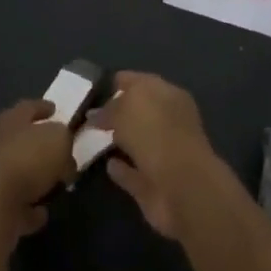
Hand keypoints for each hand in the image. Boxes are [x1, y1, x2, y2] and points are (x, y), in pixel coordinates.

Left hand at [0, 99, 77, 245]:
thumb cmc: (28, 160)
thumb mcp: (59, 139)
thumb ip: (64, 140)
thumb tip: (64, 153)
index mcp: (12, 121)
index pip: (29, 107)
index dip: (43, 107)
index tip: (55, 109)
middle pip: (20, 140)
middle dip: (38, 145)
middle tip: (59, 150)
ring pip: (17, 174)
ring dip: (33, 179)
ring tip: (55, 184)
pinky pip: (15, 207)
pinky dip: (28, 210)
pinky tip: (42, 213)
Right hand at [95, 73, 223, 239]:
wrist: (181, 190)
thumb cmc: (156, 135)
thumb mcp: (127, 109)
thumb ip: (110, 108)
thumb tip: (96, 114)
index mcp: (167, 94)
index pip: (138, 81)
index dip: (116, 83)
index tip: (93, 89)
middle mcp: (168, 121)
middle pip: (138, 112)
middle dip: (117, 112)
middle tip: (88, 114)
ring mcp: (163, 153)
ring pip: (137, 142)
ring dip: (119, 140)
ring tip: (93, 138)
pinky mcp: (155, 184)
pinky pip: (134, 172)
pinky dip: (122, 170)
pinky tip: (107, 165)